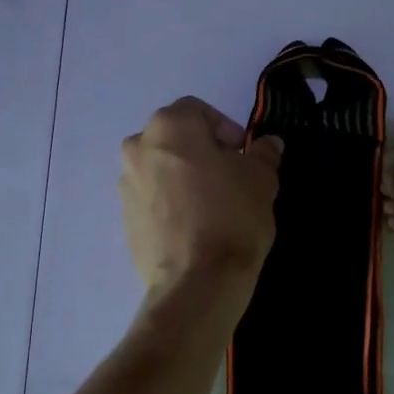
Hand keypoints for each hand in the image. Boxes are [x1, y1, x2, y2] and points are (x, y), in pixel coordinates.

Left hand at [121, 98, 282, 298]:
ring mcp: (126, 186)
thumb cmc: (231, 216)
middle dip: (201, 152)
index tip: (244, 155)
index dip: (225, 129)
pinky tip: (194, 228)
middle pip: (175, 139)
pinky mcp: (124, 220)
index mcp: (168, 127)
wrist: (196, 282)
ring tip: (212, 206)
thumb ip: (263, 155)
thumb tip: (268, 145)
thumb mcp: (261, 180)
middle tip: (230, 178)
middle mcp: (138, 148)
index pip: (198, 111)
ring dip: (183, 178)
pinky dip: (170, 204)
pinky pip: (152, 200)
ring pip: (160, 170)